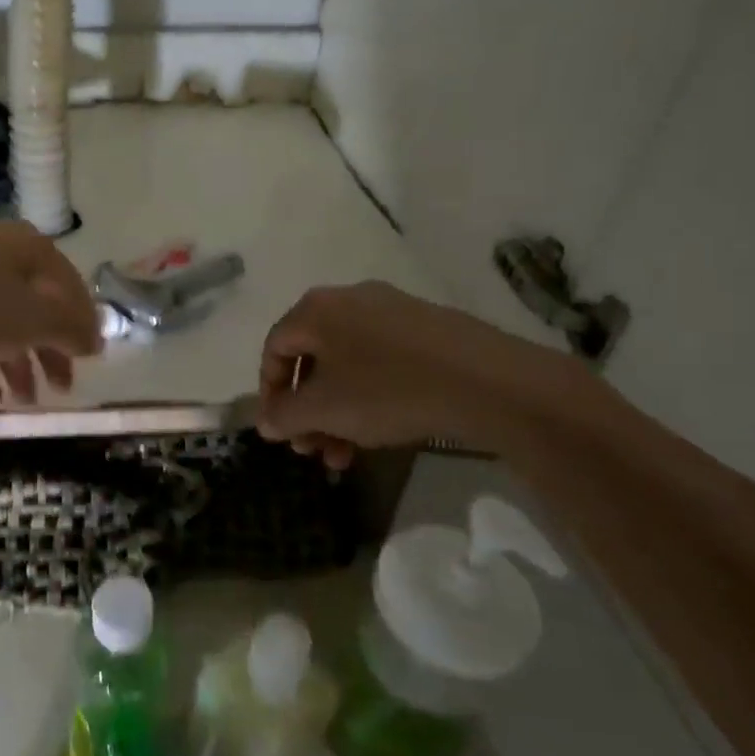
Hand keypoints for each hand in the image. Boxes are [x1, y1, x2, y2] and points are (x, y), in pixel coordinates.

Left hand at [0, 221, 102, 406]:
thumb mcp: (34, 320)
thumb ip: (70, 330)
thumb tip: (95, 340)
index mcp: (26, 248)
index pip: (68, 285)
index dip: (83, 322)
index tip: (91, 358)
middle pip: (32, 307)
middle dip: (47, 351)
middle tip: (61, 388)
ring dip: (15, 366)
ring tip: (23, 403)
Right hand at [257, 281, 578, 463]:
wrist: (488, 382)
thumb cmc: (388, 391)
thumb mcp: (324, 410)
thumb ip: (285, 416)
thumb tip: (266, 421)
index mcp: (317, 310)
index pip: (274, 348)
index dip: (269, 392)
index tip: (278, 430)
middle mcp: (349, 300)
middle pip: (312, 360)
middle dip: (307, 411)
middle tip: (312, 449)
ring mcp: (392, 311)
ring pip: (347, 366)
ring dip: (337, 412)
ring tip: (345, 455)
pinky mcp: (426, 328)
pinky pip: (380, 362)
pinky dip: (368, 397)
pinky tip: (380, 432)